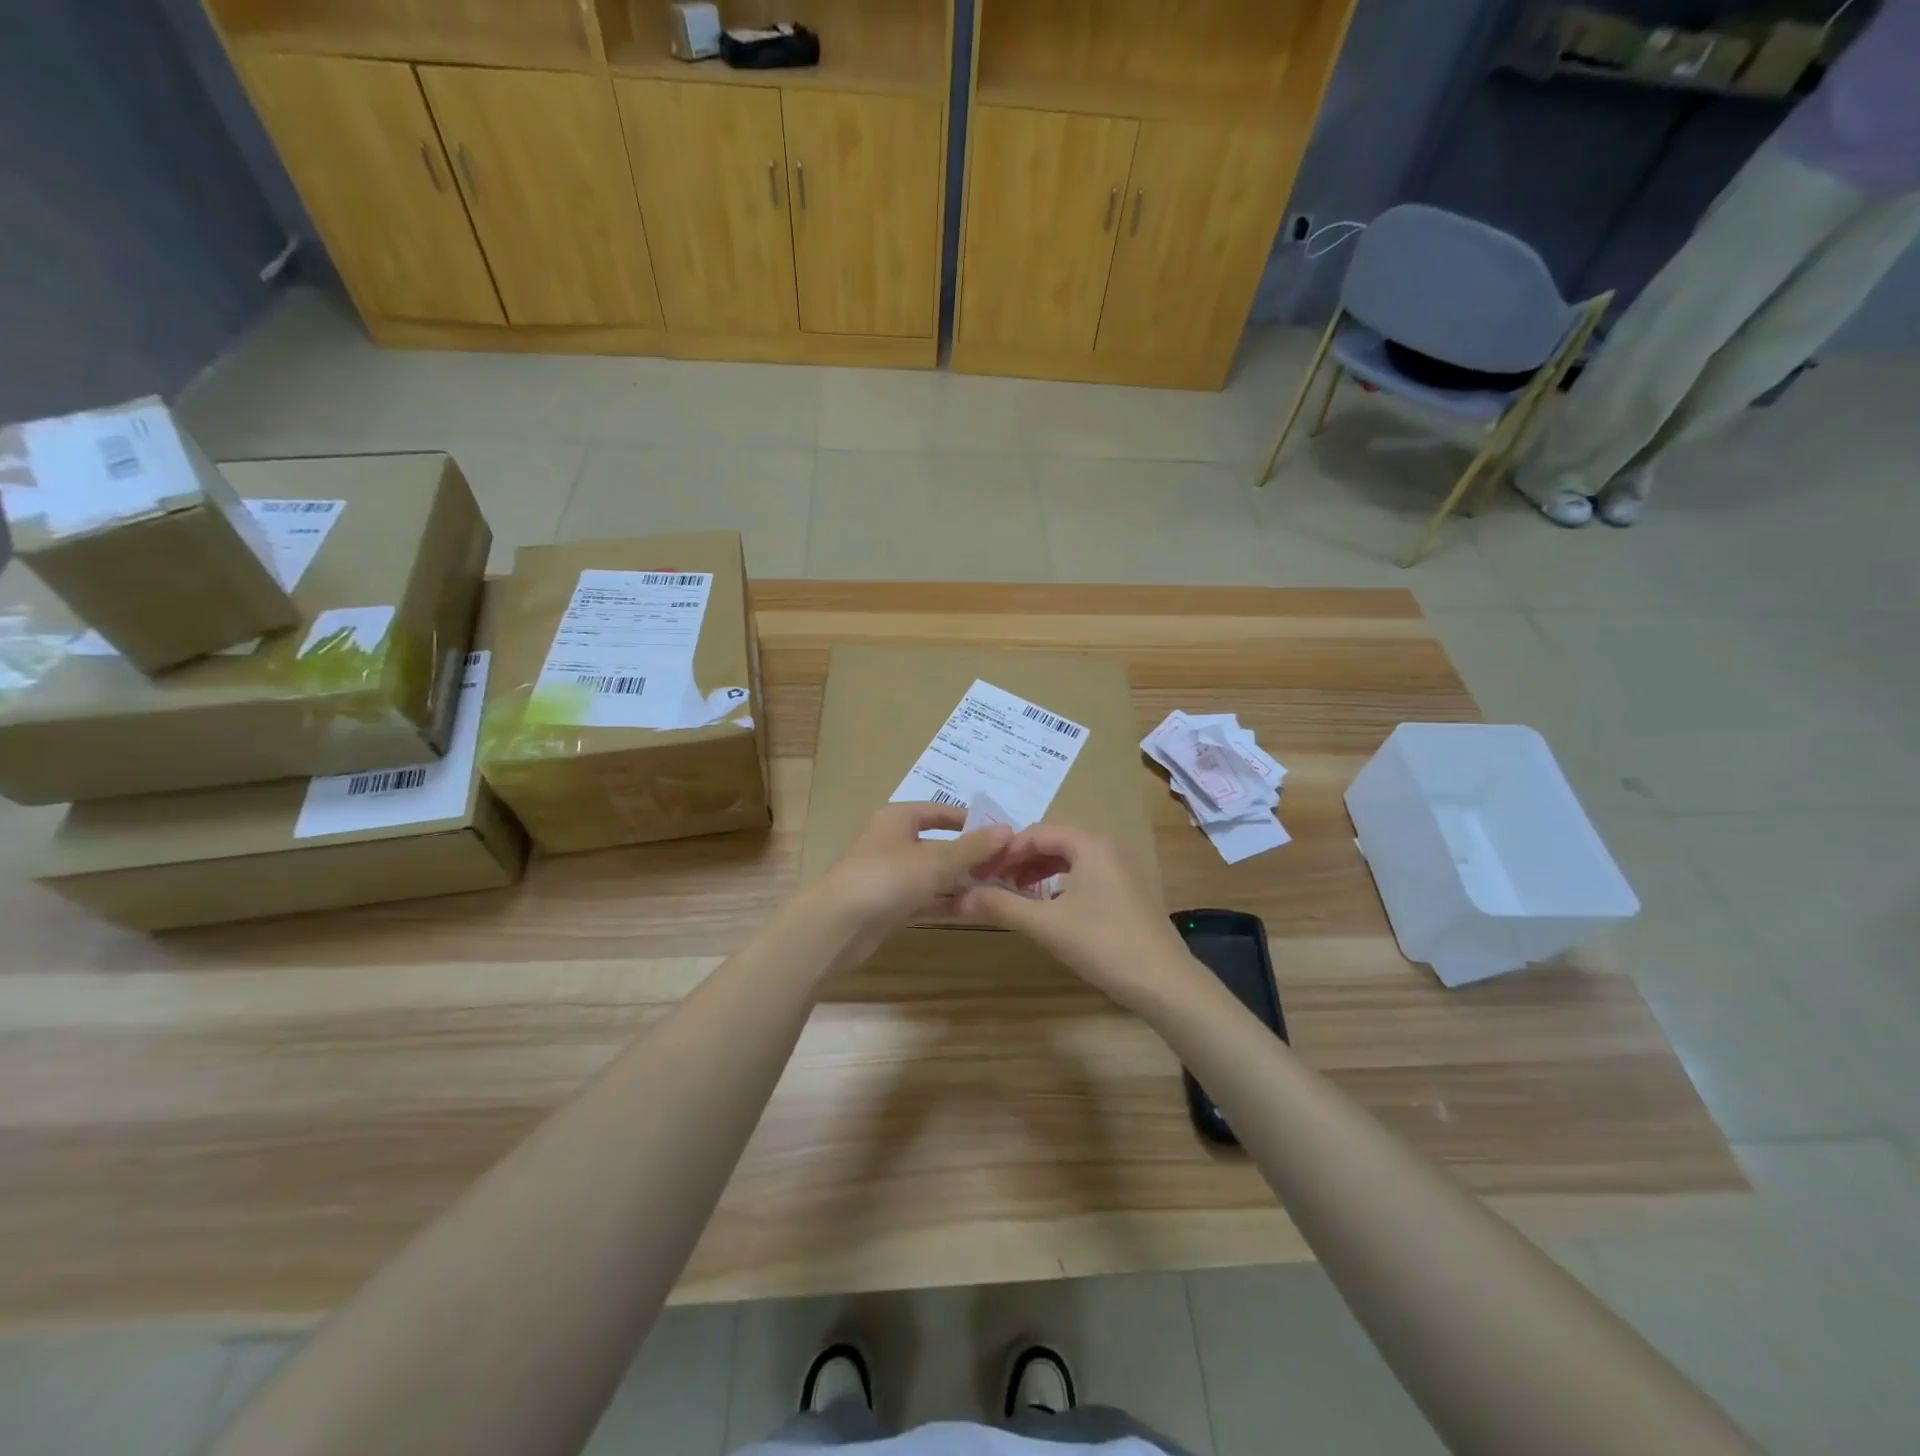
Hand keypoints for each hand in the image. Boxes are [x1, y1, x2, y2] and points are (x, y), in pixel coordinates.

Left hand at [813, 803, 1012, 963]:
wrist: (837, 926)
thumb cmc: (887, 878)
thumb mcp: (936, 860)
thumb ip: (973, 848)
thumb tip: (1007, 830)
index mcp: (898, 818)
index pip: (940, 812)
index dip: (970, 821)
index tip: (1001, 834)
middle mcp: (893, 841)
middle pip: (939, 844)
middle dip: (971, 856)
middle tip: (1007, 866)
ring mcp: (890, 875)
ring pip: (933, 874)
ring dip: (962, 882)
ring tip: (1000, 889)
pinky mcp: (889, 905)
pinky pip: (925, 898)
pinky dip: (947, 902)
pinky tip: (976, 909)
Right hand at [954, 824, 1200, 1013]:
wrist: (1163, 982)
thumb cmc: (1102, 943)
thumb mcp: (1045, 924)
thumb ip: (1002, 906)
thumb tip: (960, 896)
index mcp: (1089, 844)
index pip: (1037, 832)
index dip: (1006, 850)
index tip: (981, 871)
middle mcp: (1107, 848)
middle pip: (1053, 843)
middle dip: (1021, 860)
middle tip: (993, 882)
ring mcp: (1121, 870)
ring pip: (1070, 860)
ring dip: (1039, 872)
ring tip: (1014, 894)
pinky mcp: (1127, 892)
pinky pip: (1085, 875)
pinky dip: (1059, 884)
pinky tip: (1047, 908)